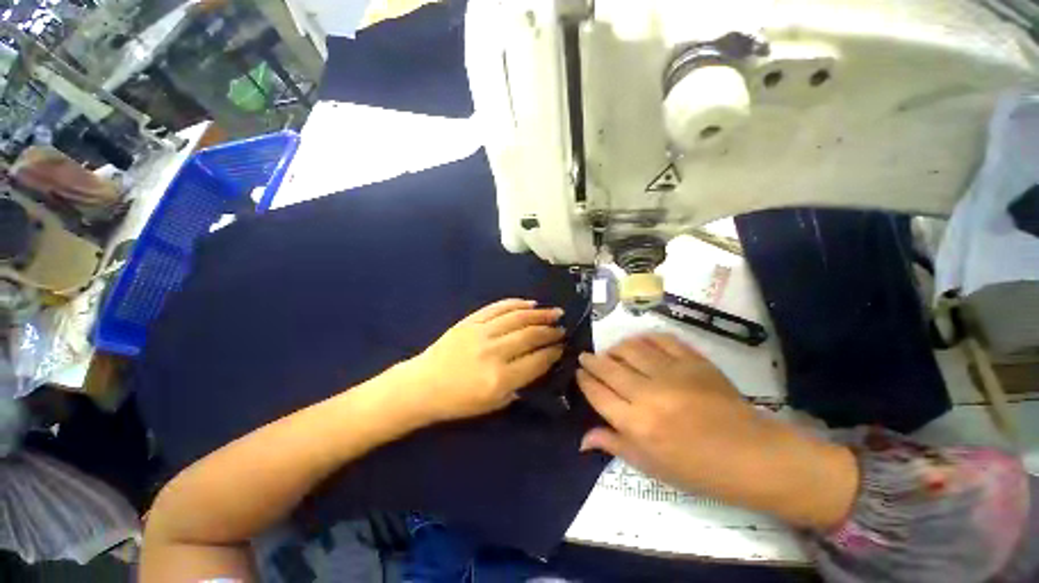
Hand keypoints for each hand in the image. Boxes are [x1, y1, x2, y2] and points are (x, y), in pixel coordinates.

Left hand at [400, 299, 564, 423]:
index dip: (553, 352)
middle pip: (530, 336)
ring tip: (554, 312)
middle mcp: (493, 352)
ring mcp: (481, 332)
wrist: (422, 386)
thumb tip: (539, 363)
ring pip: (518, 318)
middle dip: (550, 331)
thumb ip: (519, 384)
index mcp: (499, 379)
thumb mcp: (493, 405)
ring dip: (540, 314)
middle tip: (562, 328)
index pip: (536, 361)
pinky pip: (498, 308)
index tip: (562, 347)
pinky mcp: (470, 321)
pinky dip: (517, 304)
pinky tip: (530, 304)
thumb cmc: (457, 402)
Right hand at [577, 333, 857, 529]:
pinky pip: (660, 339)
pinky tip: (640, 343)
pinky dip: (645, 338)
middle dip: (592, 360)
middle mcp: (648, 394)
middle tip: (586, 356)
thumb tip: (583, 438)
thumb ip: (615, 446)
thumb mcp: (652, 467)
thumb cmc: (699, 469)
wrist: (753, 455)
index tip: (579, 372)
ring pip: (630, 349)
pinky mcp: (693, 360)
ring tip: (611, 352)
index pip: (597, 393)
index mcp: (637, 424)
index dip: (584, 380)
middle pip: (609, 368)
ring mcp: (672, 373)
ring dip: (615, 348)